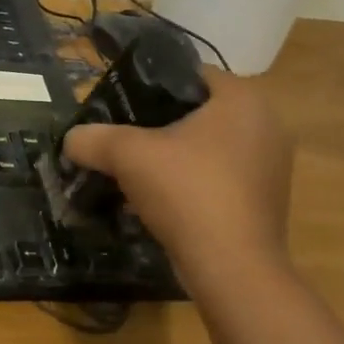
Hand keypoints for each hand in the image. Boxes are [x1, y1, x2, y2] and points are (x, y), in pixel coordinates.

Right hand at [61, 69, 292, 286]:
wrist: (233, 269)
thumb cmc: (187, 192)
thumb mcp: (127, 155)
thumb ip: (93, 138)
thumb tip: (71, 139)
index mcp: (243, 99)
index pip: (191, 74)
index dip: (152, 84)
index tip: (122, 103)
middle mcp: (267, 125)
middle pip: (200, 112)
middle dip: (161, 123)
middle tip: (124, 136)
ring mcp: (272, 166)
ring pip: (210, 146)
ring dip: (176, 155)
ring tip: (138, 168)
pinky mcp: (267, 201)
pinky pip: (221, 176)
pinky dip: (193, 181)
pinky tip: (163, 198)